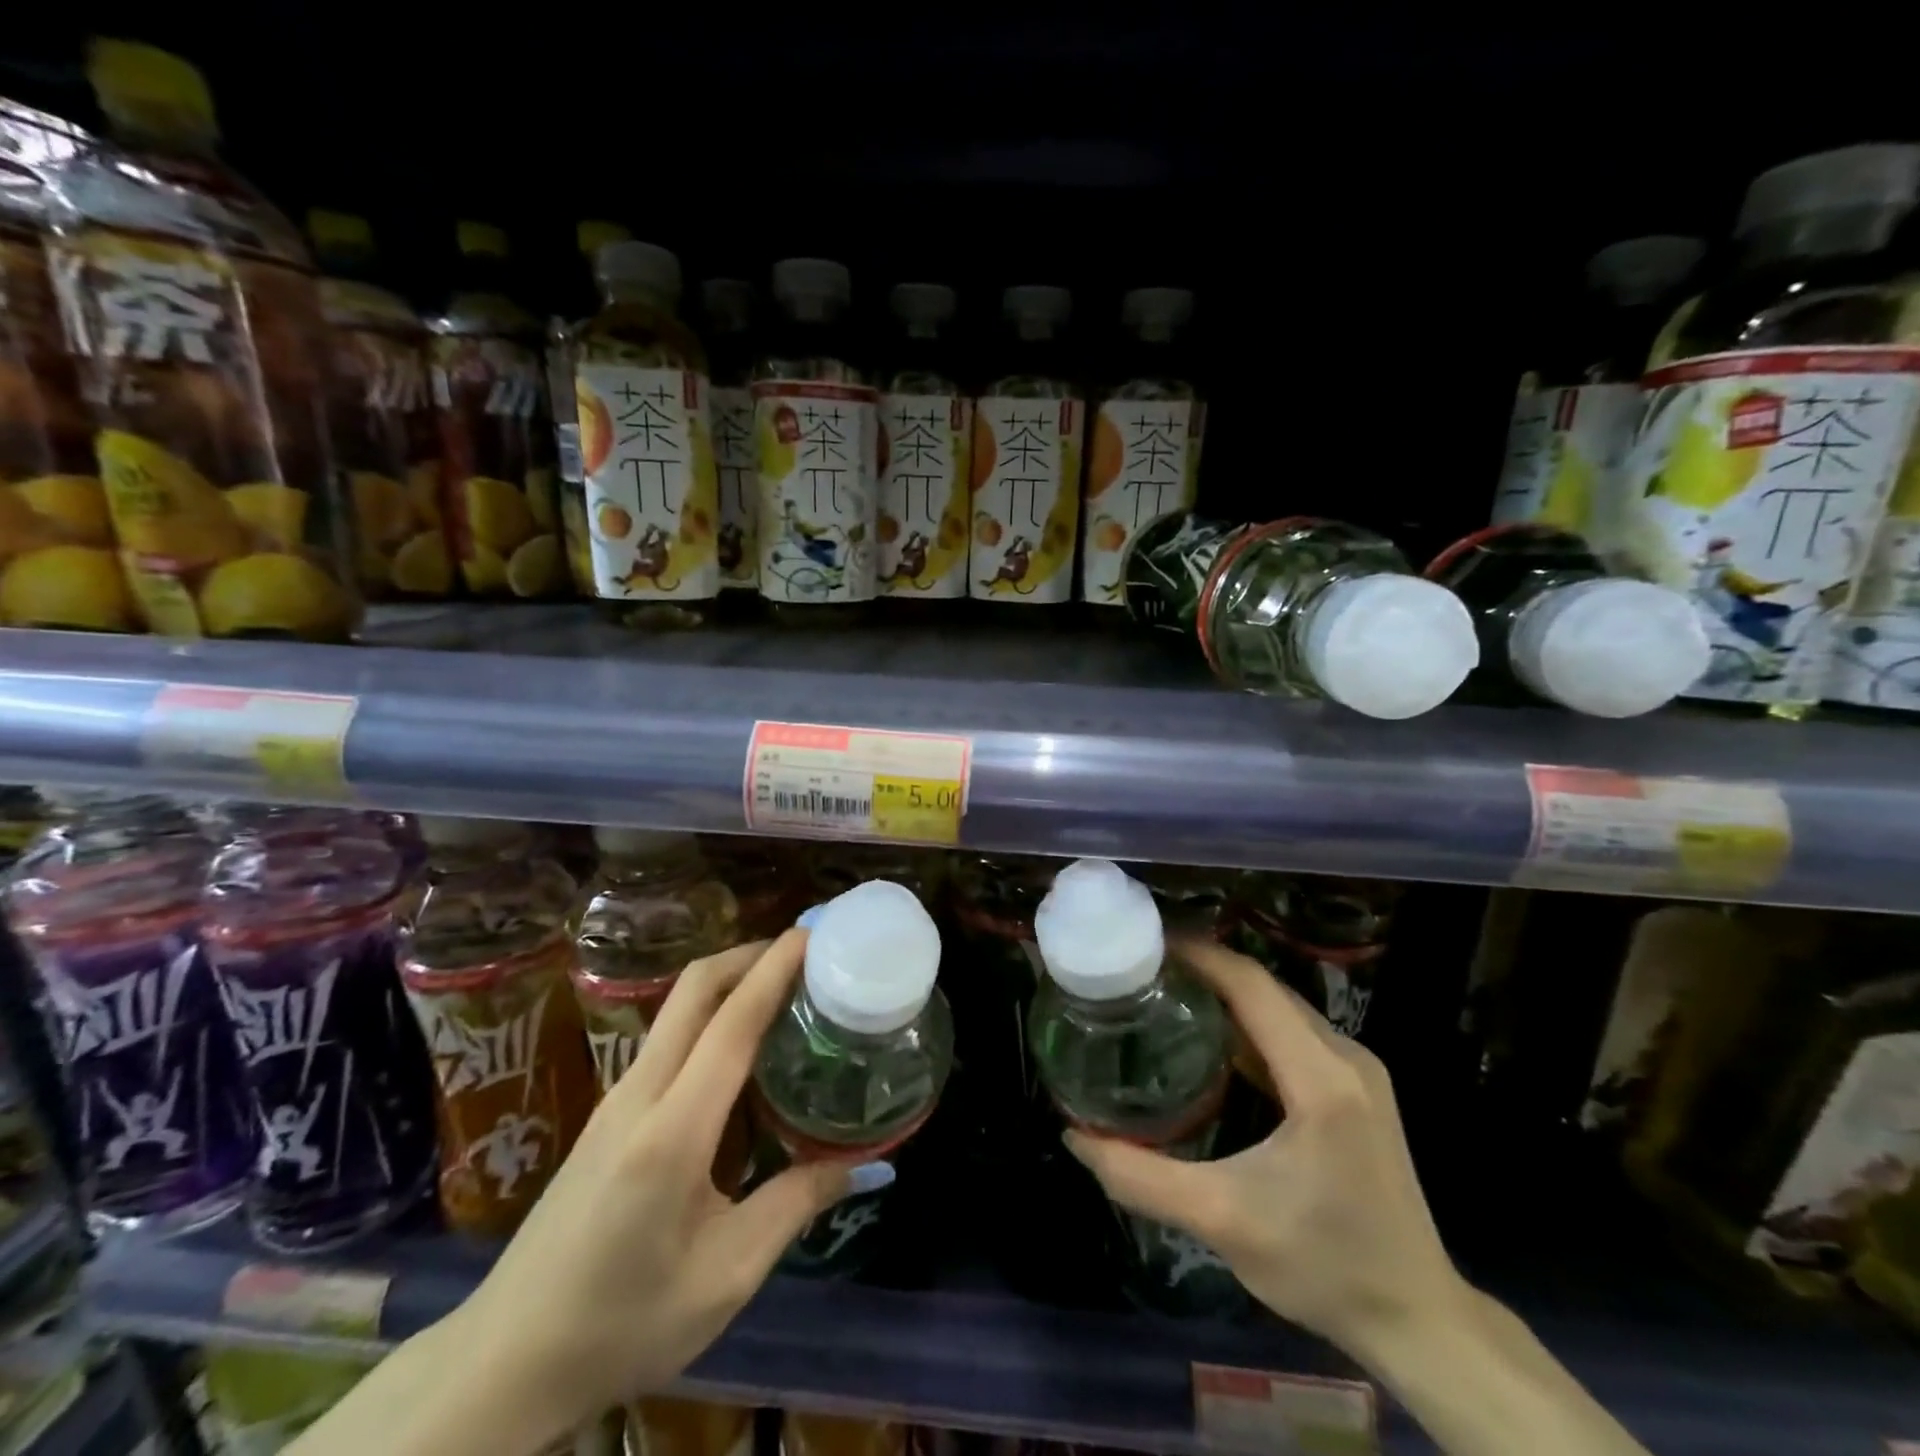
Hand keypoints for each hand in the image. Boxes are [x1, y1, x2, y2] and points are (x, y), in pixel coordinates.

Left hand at [444, 930, 853, 1443]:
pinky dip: (711, 1016)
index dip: (775, 968)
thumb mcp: (726, 1275)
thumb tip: (863, 1165)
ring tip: (785, 990)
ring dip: (730, 981)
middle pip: (694, 989)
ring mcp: (616, 1100)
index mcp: (673, 1130)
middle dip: (750, 955)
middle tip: (805, 953)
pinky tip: (741, 1048)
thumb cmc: (622, 1322)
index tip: (813, 932)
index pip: (732, 1022)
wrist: (505, 1362)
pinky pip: (668, 1040)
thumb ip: (796, 1205)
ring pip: (677, 1009)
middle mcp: (640, 1094)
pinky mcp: (608, 1115)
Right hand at [1063, 933, 1467, 1359]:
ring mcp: (1357, 1070)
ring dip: (1225, 992)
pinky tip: (1210, 1039)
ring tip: (1165, 993)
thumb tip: (1073, 1135)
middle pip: (1263, 986)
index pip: (1251, 985)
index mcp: (1320, 1077)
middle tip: (1141, 970)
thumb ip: (1139, 1177)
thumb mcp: (1221, 1220)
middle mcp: (1345, 1057)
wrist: (1418, 1319)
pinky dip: (1247, 1022)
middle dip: (1203, 967)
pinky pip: (1293, 1032)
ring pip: (1279, 1006)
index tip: (1143, 944)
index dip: (1197, 954)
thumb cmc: (1324, 1266)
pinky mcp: (1357, 1088)